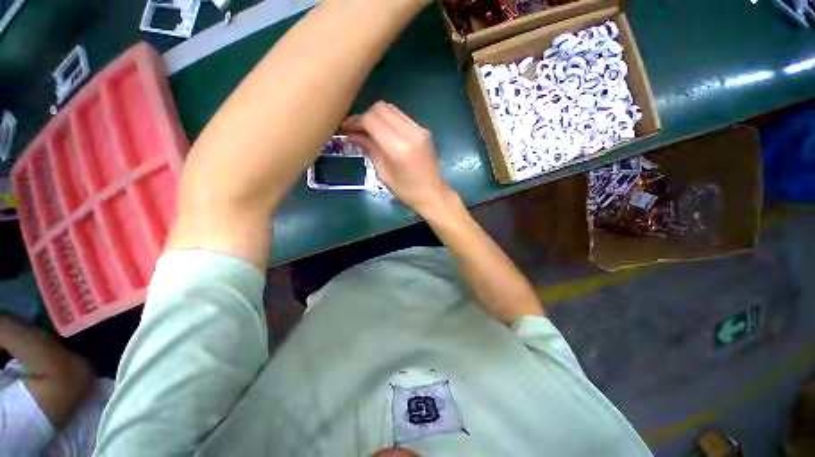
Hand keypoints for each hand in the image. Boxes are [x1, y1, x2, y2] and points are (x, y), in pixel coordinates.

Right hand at [343, 102, 456, 213]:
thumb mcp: (383, 173)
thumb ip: (370, 149)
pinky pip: (401, 117)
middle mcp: (411, 132)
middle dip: (365, 115)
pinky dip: (389, 120)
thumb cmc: (406, 190)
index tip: (346, 128)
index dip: (356, 121)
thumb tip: (353, 135)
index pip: (372, 120)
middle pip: (382, 108)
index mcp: (399, 147)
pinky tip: (383, 132)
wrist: (433, 194)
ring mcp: (419, 129)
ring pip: (392, 109)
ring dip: (377, 116)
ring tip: (368, 130)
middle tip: (356, 129)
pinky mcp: (424, 130)